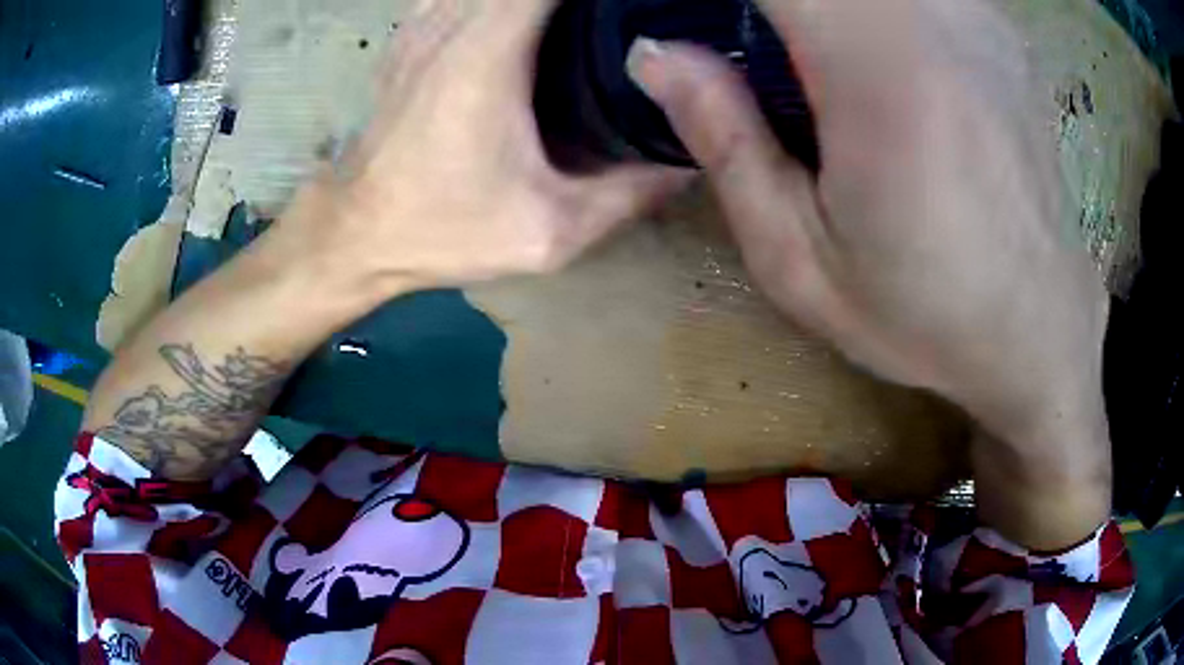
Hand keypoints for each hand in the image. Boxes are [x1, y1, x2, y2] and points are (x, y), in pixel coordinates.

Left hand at [274, 0, 686, 295]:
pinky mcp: (413, 32)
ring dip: (545, 5)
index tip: (642, 8)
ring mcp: (427, 20)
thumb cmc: (443, 230)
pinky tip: (529, 23)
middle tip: (624, 17)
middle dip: (584, 2)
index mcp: (490, 49)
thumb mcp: (549, 230)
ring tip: (588, 21)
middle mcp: (455, 18)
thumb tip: (686, 163)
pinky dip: (502, 3)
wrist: (357, 233)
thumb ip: (627, 193)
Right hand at [629, 0, 1110, 547]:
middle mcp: (939, 23)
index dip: (728, 0)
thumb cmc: (924, 317)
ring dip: (829, 12)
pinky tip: (885, 59)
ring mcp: (979, 19)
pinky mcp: (1000, 31)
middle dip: (777, 10)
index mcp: (880, 75)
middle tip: (761, 59)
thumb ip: (725, 141)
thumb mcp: (800, 261)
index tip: (707, 30)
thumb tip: (654, 54)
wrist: (1041, 332)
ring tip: (819, 68)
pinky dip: (878, 13)